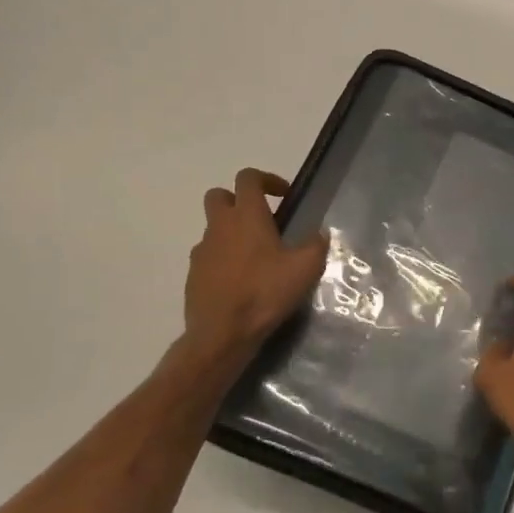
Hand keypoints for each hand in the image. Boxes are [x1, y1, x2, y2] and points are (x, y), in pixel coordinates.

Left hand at [183, 169, 328, 359]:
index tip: (283, 195)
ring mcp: (202, 250)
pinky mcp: (193, 274)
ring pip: (213, 227)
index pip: (248, 178)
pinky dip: (222, 258)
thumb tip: (320, 233)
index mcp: (247, 216)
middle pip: (219, 195)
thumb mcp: (305, 269)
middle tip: (261, 220)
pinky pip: (208, 255)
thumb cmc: (265, 293)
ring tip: (255, 257)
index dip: (266, 179)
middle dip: (238, 200)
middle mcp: (220, 226)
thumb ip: (316, 245)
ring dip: (231, 232)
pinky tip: (240, 280)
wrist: (221, 334)